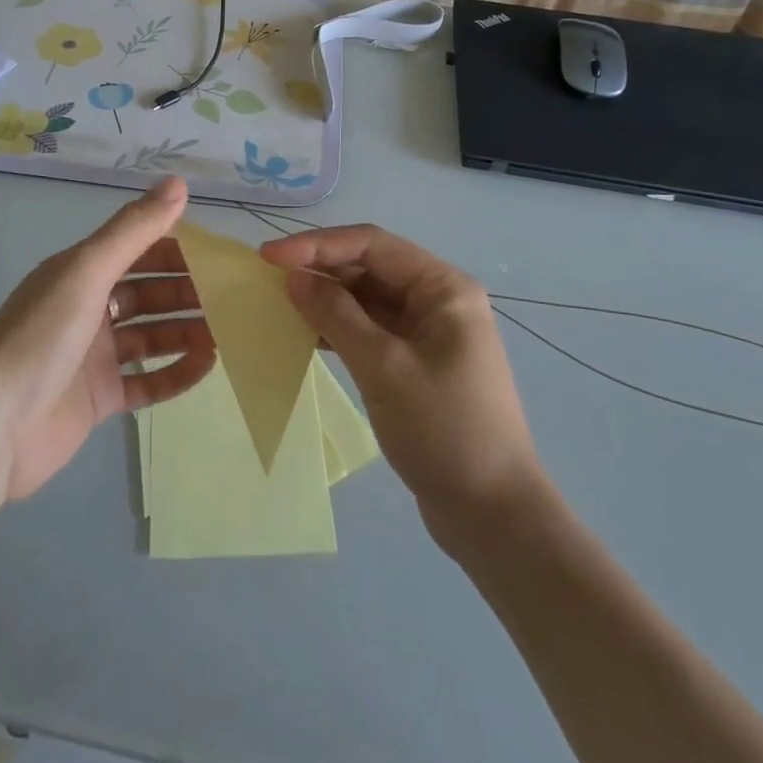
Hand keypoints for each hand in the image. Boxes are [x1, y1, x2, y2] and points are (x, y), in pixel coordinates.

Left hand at [0, 177, 215, 499]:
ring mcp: (92, 356)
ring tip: (229, 331)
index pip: (137, 250)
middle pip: (147, 292)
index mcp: (80, 273)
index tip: (217, 253)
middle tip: (231, 296)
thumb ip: (134, 229)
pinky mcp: (98, 399)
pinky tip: (208, 366)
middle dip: (187, 291)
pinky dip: (176, 372)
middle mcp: (87, 309)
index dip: (175, 247)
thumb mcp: (87, 272)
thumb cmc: (41, 338)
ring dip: (186, 330)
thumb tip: (178, 182)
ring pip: (150, 335)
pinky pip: (147, 380)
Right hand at [259, 225, 544, 546]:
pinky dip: (338, 327)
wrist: (494, 517)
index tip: (269, 257)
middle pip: (369, 267)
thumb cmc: (445, 431)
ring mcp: (428, 331)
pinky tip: (305, 333)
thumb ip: (336, 316)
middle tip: (267, 278)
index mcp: (443, 287)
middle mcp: (437, 299)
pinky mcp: (415, 362)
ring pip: (367, 298)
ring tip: (279, 301)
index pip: (372, 245)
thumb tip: (295, 277)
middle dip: (320, 268)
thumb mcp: (384, 368)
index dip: (318, 245)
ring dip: (326, 298)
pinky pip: (370, 328)